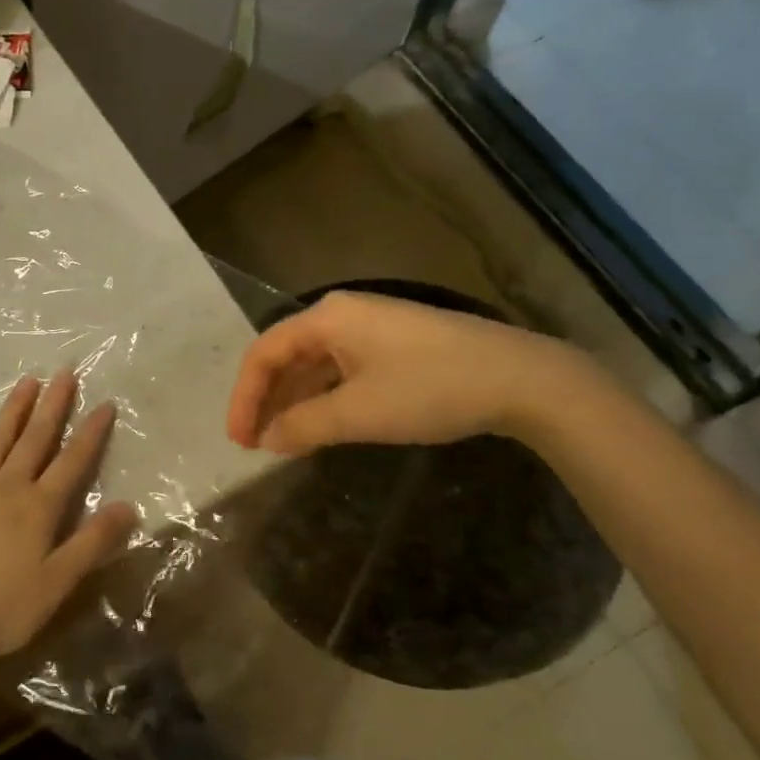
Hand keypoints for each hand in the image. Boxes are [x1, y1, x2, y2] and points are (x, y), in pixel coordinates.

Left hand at [0, 370, 137, 672]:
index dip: (90, 433)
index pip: (72, 462)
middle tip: (64, 373)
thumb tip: (128, 505)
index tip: (104, 403)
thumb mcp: (58, 582)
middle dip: (52, 406)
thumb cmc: (3, 609)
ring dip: (13, 411)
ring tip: (26, 381)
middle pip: (35, 440)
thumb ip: (93, 542)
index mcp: (38, 507)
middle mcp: (7, 488)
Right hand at [225, 291, 596, 454]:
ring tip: (282, 442)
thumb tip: (268, 440)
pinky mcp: (394, 345)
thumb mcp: (359, 413)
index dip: (244, 398)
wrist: (520, 378)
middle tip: (255, 445)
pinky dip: (324, 398)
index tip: (239, 441)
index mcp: (327, 317)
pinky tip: (322, 425)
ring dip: (295, 402)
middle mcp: (342, 314)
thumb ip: (304, 426)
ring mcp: (370, 328)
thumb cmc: (430, 388)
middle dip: (267, 400)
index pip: (264, 353)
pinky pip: (342, 369)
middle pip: (287, 356)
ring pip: (315, 365)